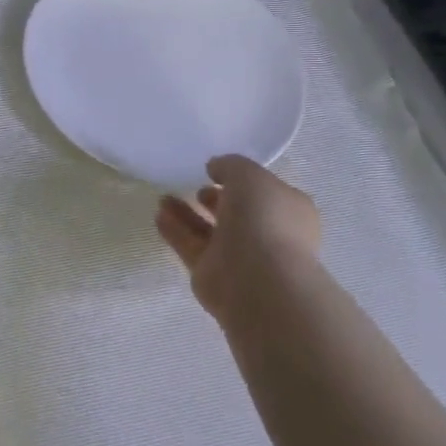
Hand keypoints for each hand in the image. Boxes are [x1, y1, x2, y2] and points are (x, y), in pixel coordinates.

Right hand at [155, 155, 321, 323]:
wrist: (257, 280)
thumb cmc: (263, 219)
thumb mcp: (248, 175)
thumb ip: (230, 166)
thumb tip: (215, 168)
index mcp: (287, 210)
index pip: (263, 191)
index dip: (240, 180)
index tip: (215, 171)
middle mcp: (266, 233)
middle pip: (235, 212)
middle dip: (213, 199)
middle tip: (194, 186)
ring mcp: (239, 256)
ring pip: (209, 230)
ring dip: (187, 214)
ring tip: (163, 198)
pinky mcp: (212, 273)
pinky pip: (191, 246)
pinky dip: (175, 231)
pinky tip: (159, 216)